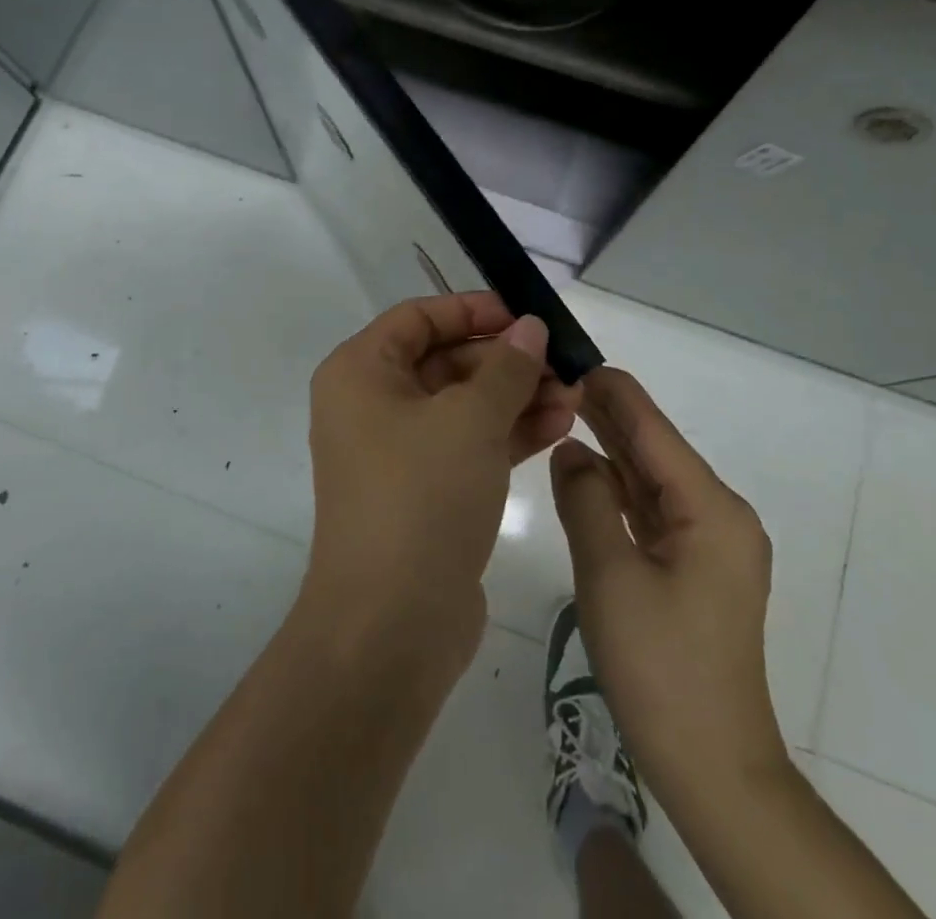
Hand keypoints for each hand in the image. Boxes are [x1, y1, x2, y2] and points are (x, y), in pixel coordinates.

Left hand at [300, 293, 581, 669]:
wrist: (392, 625)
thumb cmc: (421, 496)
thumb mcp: (469, 419)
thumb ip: (506, 368)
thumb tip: (529, 328)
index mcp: (361, 373)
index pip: (418, 317)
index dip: (473, 310)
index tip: (525, 316)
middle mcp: (372, 405)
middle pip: (445, 360)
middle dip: (507, 361)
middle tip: (563, 362)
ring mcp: (398, 451)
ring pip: (463, 404)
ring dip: (517, 396)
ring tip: (575, 395)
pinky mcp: (425, 490)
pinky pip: (469, 444)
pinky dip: (509, 432)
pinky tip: (559, 424)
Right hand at [550, 368, 788, 811]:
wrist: (712, 767)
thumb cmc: (661, 668)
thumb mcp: (610, 575)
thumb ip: (586, 500)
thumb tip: (570, 449)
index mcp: (710, 507)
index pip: (653, 429)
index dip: (611, 391)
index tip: (569, 357)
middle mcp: (718, 514)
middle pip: (654, 448)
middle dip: (607, 414)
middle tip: (553, 380)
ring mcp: (708, 542)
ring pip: (651, 478)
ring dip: (610, 448)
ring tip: (561, 410)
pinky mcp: (695, 567)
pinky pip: (652, 510)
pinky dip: (618, 488)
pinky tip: (584, 470)